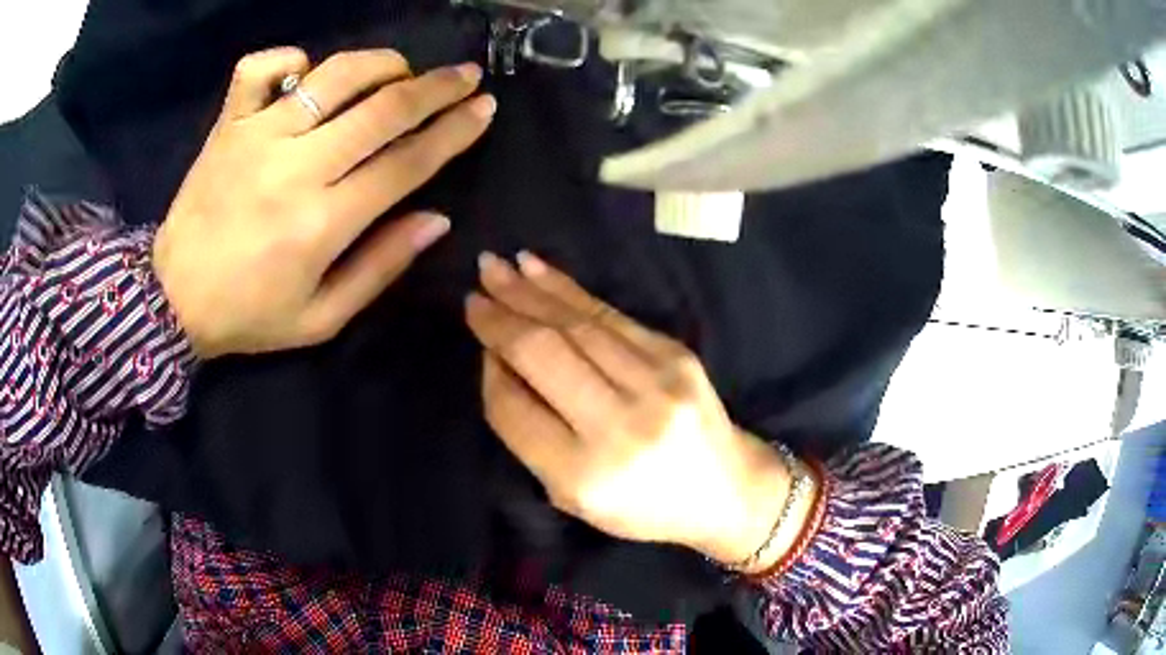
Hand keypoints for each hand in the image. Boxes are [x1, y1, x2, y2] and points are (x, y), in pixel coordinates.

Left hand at [154, 48, 495, 357]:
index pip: (406, 164)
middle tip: (466, 75)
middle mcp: (294, 168)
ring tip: (399, 70)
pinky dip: (290, 58)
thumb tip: (437, 218)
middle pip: (382, 109)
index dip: (453, 132)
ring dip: (379, 63)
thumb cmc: (249, 315)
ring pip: (332, 75)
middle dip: (436, 87)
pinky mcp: (228, 124)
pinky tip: (304, 73)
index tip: (484, 108)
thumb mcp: (321, 318)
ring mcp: (257, 137)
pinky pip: (261, 67)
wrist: (172, 298)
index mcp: (321, 225)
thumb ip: (380, 267)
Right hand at [465, 252, 795, 568]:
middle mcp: (619, 426)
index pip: (515, 410)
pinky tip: (537, 270)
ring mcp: (654, 384)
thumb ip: (531, 438)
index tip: (480, 344)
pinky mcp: (676, 355)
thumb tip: (499, 363)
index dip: (490, 372)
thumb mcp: (574, 498)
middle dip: (500, 319)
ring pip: (575, 326)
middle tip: (473, 291)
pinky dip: (568, 290)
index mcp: (585, 475)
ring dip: (528, 292)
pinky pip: (610, 315)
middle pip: (542, 355)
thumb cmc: (643, 506)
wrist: (726, 489)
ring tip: (495, 268)